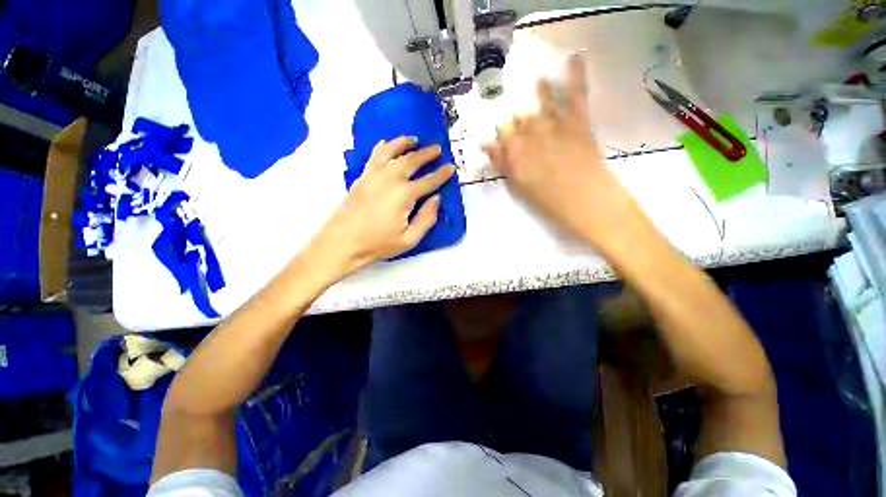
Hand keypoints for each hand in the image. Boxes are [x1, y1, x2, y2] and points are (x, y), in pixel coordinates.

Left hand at [306, 136, 454, 277]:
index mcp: (405, 195)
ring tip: (414, 139)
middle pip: (412, 160)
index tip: (451, 167)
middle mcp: (390, 179)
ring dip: (404, 143)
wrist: (342, 242)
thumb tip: (436, 199)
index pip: (429, 181)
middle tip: (437, 148)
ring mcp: (374, 175)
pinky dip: (382, 147)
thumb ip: (426, 219)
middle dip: (427, 154)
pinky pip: (373, 156)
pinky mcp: (362, 177)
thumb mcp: (409, 239)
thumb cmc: (378, 243)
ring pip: (391, 151)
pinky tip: (386, 143)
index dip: (442, 174)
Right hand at [483, 55, 647, 252]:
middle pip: (520, 112)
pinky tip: (576, 56)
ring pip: (542, 97)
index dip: (504, 129)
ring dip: (539, 88)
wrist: (585, 199)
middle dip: (519, 112)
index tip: (506, 133)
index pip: (503, 128)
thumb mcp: (517, 185)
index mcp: (515, 148)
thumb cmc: (546, 200)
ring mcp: (556, 122)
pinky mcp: (578, 120)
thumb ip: (501, 162)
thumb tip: (485, 143)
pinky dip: (577, 74)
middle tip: (522, 114)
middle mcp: (532, 129)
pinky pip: (576, 92)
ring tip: (537, 81)